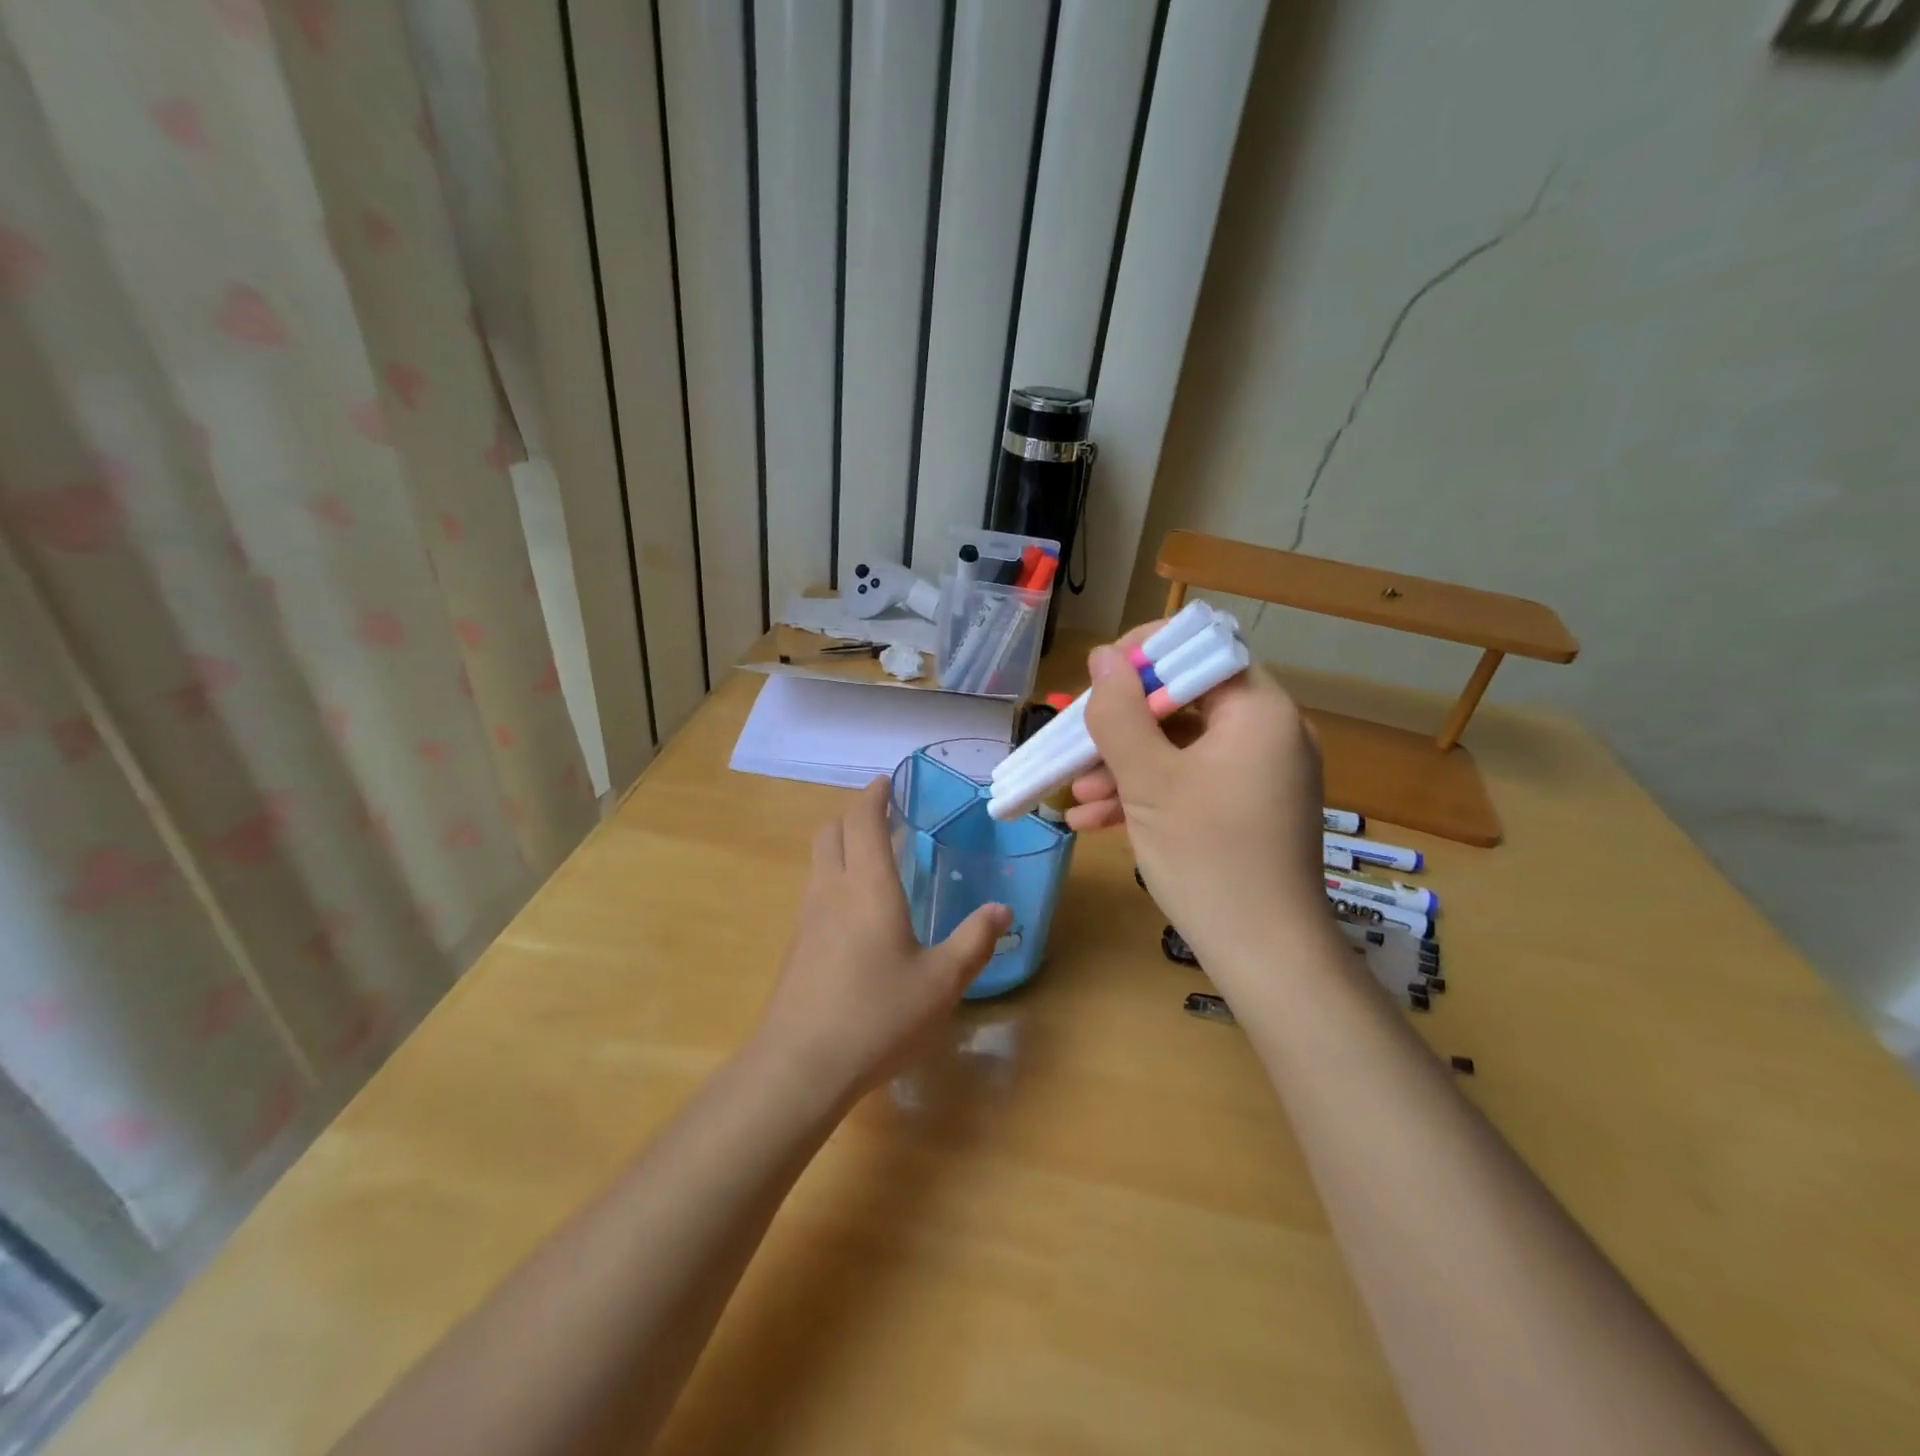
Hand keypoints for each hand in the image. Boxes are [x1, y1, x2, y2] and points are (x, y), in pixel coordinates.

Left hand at [749, 779, 1009, 1111]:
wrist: (800, 1066)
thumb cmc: (877, 1015)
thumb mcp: (941, 982)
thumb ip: (973, 942)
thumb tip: (1000, 910)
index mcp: (868, 886)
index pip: (862, 820)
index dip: (873, 795)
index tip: (886, 782)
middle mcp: (832, 890)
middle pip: (830, 831)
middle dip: (853, 815)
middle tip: (882, 818)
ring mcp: (807, 918)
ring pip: (818, 861)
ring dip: (841, 846)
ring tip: (872, 860)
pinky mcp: (797, 946)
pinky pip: (814, 892)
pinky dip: (833, 879)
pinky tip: (856, 914)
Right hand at [1069, 624, 1329, 971]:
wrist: (1267, 958)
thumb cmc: (1209, 858)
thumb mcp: (1150, 781)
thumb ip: (1121, 714)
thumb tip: (1104, 659)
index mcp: (1259, 712)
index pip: (1202, 651)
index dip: (1147, 655)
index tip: (1099, 676)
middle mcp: (1266, 735)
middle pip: (1184, 703)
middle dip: (1123, 724)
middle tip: (1077, 742)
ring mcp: (1257, 776)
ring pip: (1179, 748)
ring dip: (1123, 765)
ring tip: (1074, 793)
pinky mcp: (1245, 811)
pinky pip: (1189, 783)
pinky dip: (1145, 794)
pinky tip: (1092, 820)